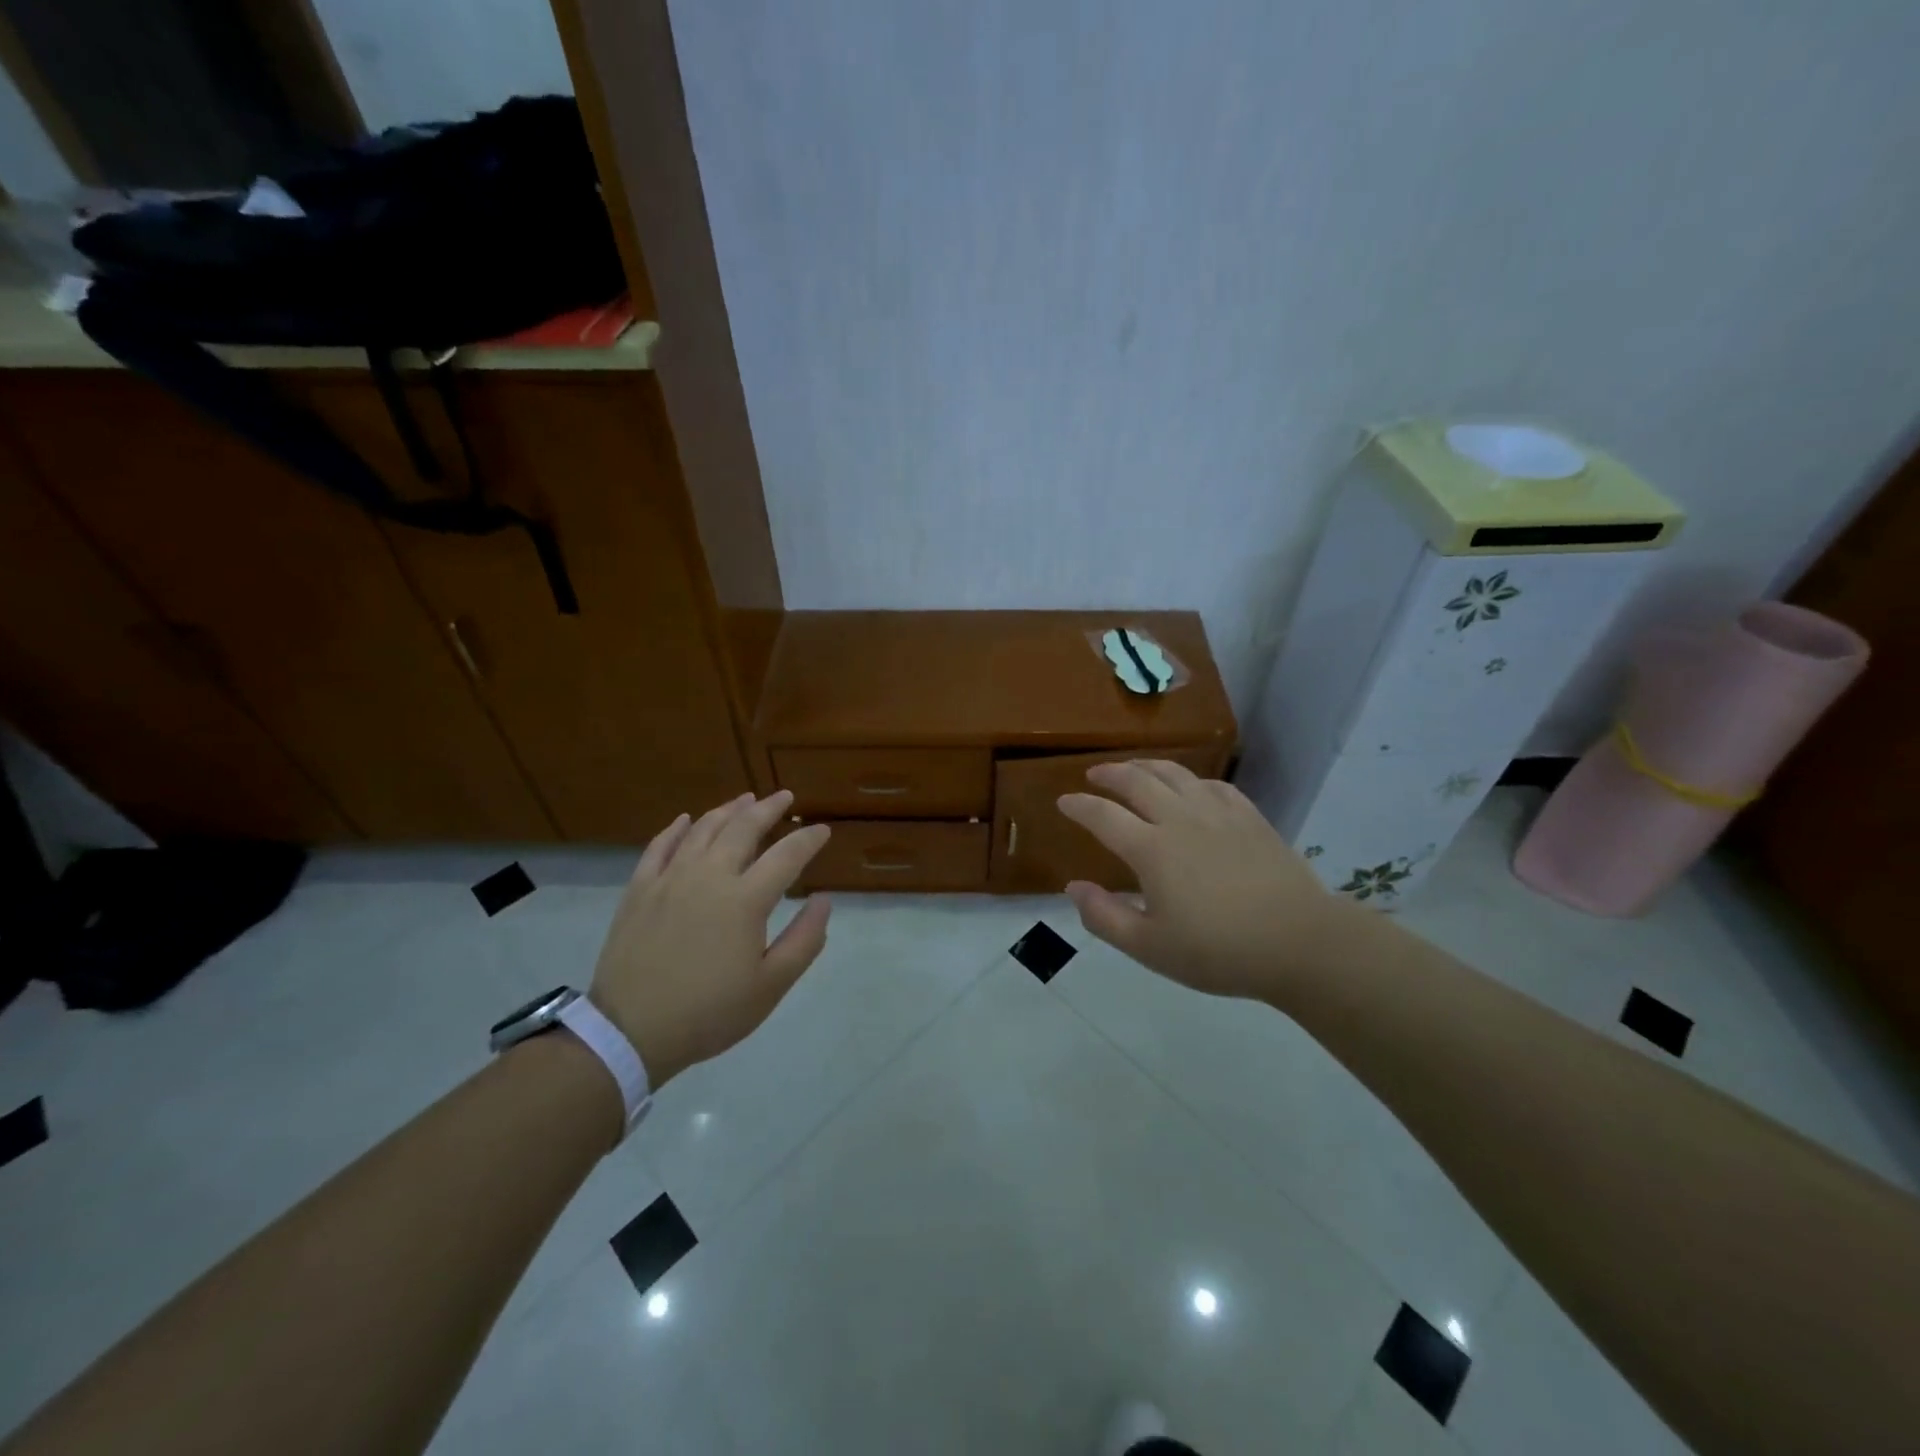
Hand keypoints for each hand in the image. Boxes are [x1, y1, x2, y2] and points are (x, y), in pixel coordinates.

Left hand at [589, 790, 830, 1086]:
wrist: (631, 1031)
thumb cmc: (710, 1013)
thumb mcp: (770, 986)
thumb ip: (804, 939)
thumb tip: (825, 899)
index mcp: (745, 900)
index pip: (787, 856)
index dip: (808, 839)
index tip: (822, 830)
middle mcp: (709, 876)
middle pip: (743, 828)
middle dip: (769, 809)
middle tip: (785, 797)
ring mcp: (669, 879)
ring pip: (703, 829)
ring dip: (728, 810)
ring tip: (745, 799)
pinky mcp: (639, 890)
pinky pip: (659, 846)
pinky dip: (676, 828)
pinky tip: (686, 819)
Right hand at [1057, 760, 1355, 999]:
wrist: (1300, 943)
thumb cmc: (1219, 952)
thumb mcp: (1150, 948)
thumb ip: (1105, 917)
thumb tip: (1073, 888)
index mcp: (1152, 850)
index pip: (1103, 816)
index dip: (1080, 806)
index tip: (1064, 801)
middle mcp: (1180, 820)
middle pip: (1137, 781)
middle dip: (1110, 774)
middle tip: (1094, 774)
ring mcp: (1219, 814)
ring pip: (1176, 775)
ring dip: (1147, 766)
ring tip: (1134, 768)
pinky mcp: (1250, 818)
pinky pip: (1214, 785)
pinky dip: (1192, 781)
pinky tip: (1191, 788)